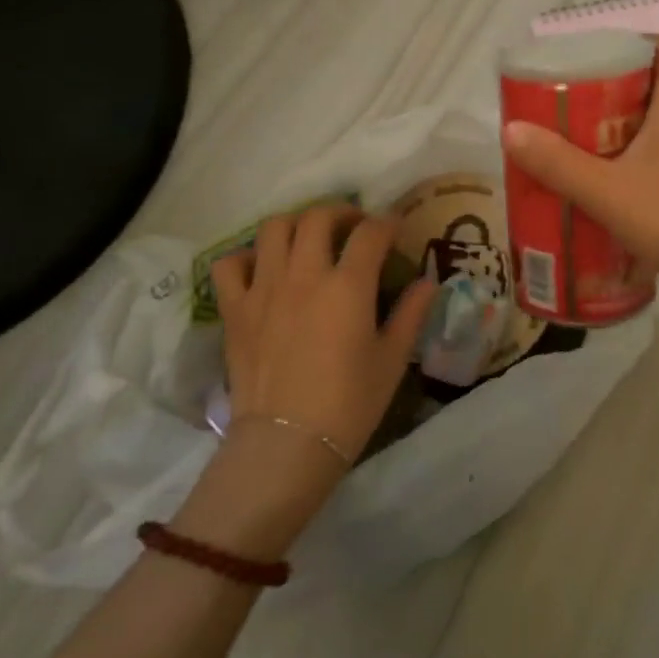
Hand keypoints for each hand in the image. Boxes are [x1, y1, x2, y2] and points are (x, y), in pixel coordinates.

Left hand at [211, 205, 436, 463]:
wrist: (286, 445)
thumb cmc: (349, 404)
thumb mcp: (392, 359)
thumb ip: (411, 314)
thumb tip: (428, 282)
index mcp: (348, 286)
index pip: (370, 233)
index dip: (387, 223)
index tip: (395, 227)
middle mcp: (305, 275)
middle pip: (318, 217)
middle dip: (341, 212)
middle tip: (354, 227)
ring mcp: (264, 288)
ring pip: (274, 228)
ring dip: (296, 224)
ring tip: (309, 239)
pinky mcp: (235, 309)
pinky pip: (230, 264)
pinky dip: (247, 257)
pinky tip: (263, 269)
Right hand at [502, 39, 658, 343]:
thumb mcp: (613, 196)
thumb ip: (561, 165)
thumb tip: (512, 130)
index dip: (636, 41)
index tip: (596, 58)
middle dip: (618, 90)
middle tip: (576, 108)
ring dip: (633, 127)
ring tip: (589, 147)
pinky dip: (651, 158)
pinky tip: (625, 188)